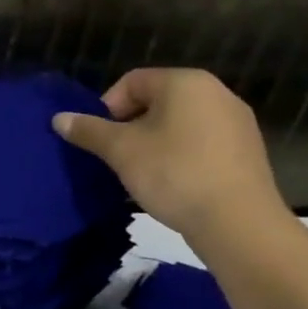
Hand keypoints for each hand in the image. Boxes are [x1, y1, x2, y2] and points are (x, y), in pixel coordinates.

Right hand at [53, 68, 283, 238]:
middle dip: (130, 126)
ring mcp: (237, 123)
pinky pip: (202, 143)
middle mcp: (216, 93)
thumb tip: (59, 119)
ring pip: (179, 123)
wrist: (240, 226)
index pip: (131, 82)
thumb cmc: (174, 173)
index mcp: (185, 82)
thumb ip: (88, 130)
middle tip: (117, 155)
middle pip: (156, 101)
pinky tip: (172, 182)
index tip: (100, 138)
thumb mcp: (120, 150)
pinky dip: (181, 155)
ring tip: (142, 171)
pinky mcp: (249, 152)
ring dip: (154, 142)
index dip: (107, 107)